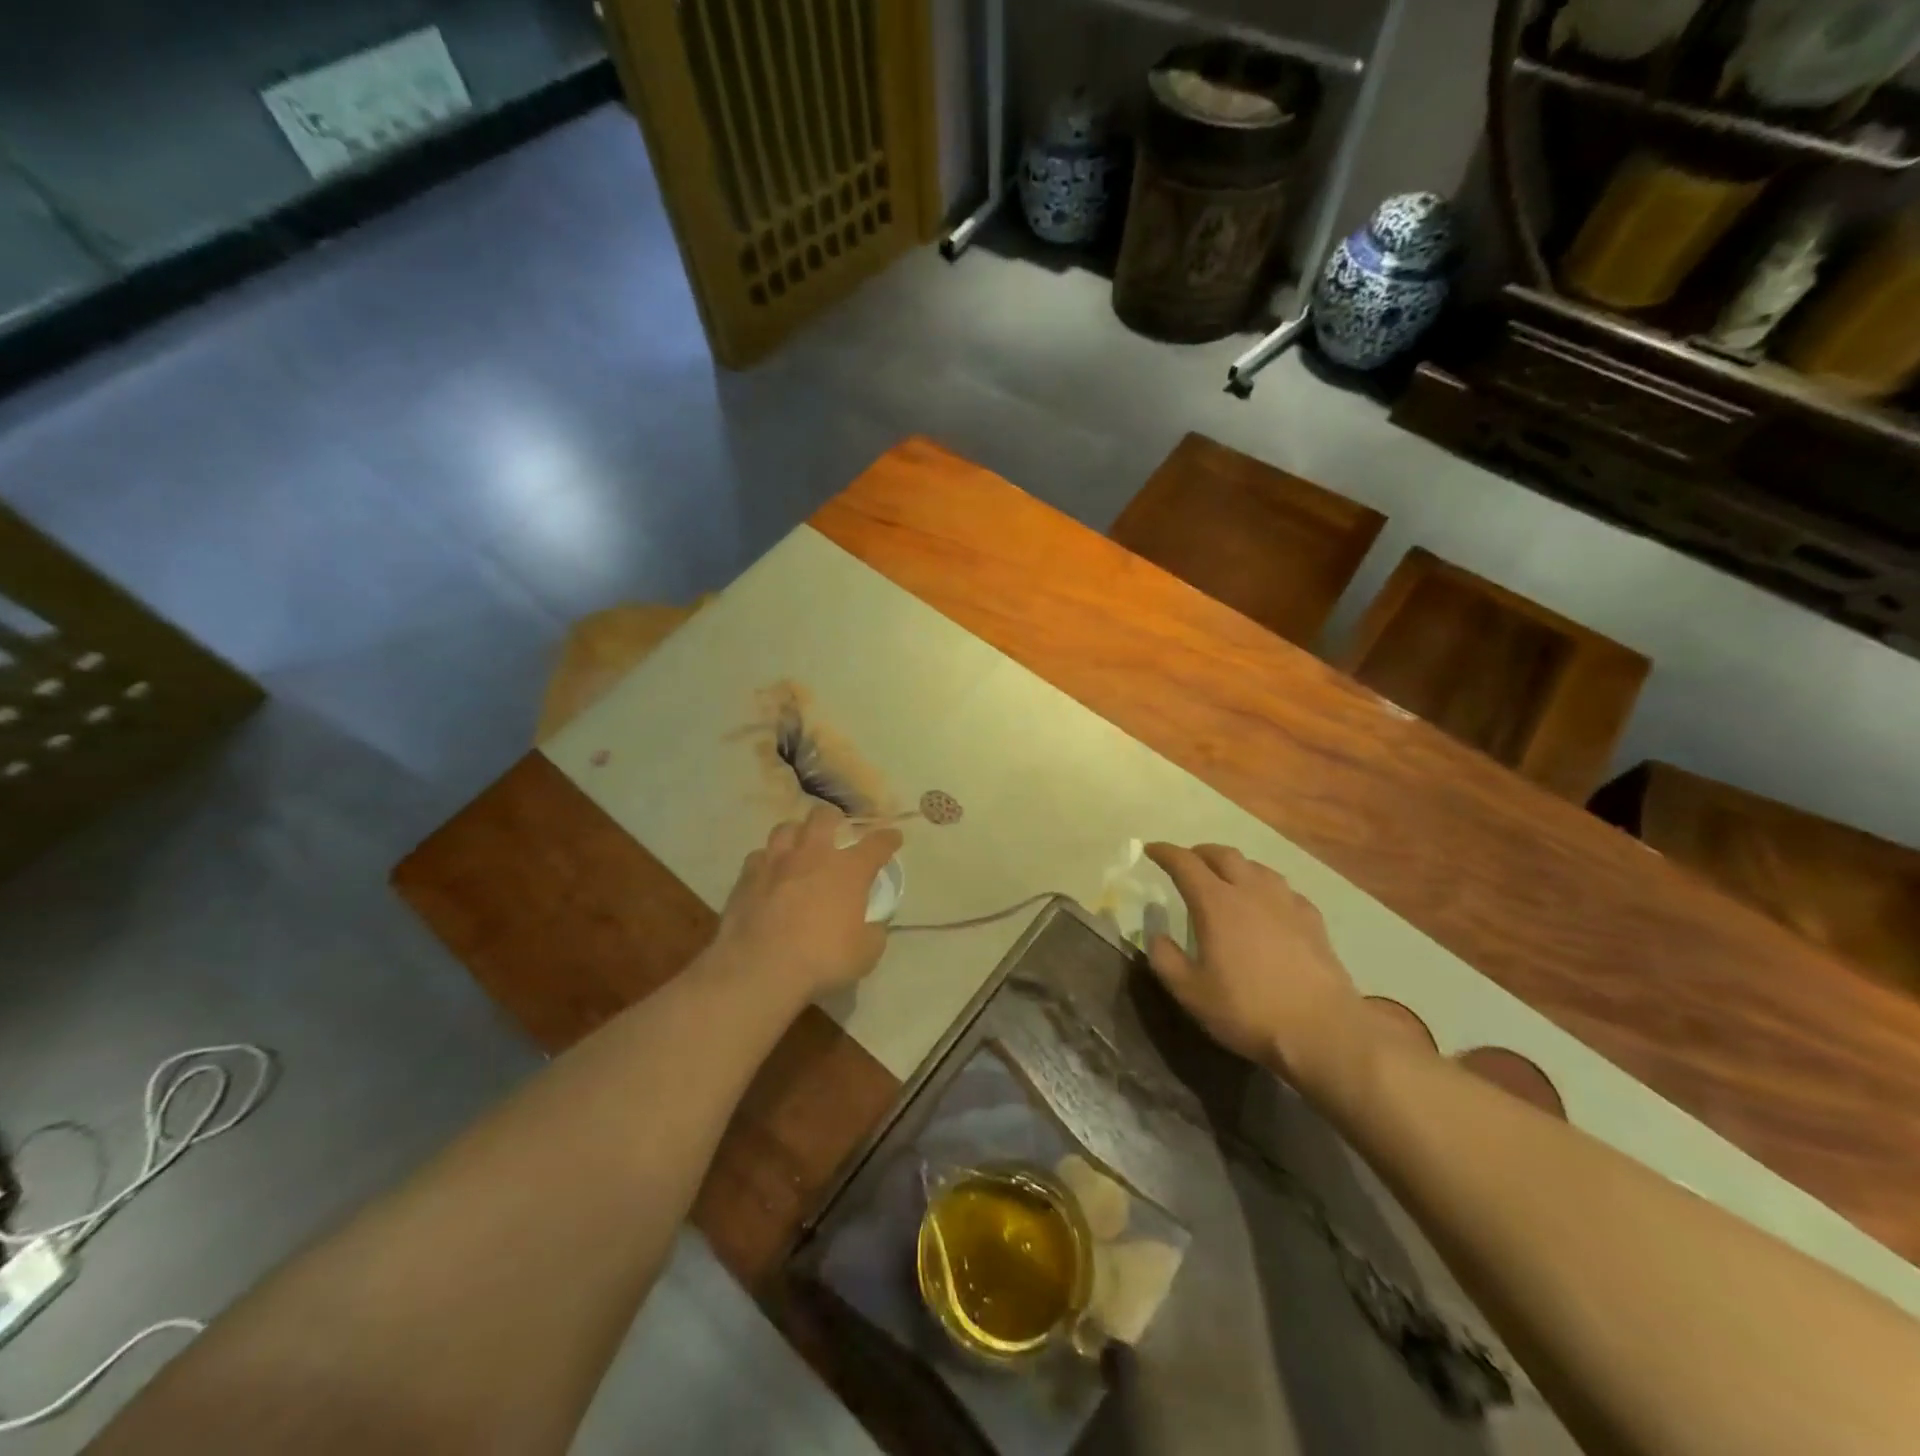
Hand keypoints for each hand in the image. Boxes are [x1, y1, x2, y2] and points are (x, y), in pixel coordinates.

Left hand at [713, 806, 903, 1003]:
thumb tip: (874, 925)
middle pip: (823, 817)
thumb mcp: (865, 954)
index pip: (877, 843)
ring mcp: (776, 863)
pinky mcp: (746, 878)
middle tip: (836, 829)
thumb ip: (874, 933)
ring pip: (785, 829)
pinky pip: (758, 857)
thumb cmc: (822, 959)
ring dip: (796, 833)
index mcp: (849, 870)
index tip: (894, 837)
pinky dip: (767, 861)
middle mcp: (813, 855)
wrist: (760, 969)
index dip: (888, 838)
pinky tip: (769, 874)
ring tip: (799, 846)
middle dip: (833, 818)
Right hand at [1143, 843, 1366, 1094]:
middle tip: (1187, 862)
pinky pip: (1283, 889)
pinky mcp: (1312, 919)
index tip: (1151, 849)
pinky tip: (1267, 904)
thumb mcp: (1190, 992)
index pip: (1185, 863)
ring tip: (1225, 878)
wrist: (1322, 1030)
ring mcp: (1286, 902)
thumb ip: (1165, 959)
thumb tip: (1156, 935)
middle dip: (1200, 852)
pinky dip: (1265, 887)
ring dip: (1234, 865)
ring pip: (1256, 866)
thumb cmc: (1247, 1010)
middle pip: (1223, 854)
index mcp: (1216, 903)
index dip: (1165, 853)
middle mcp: (1250, 891)